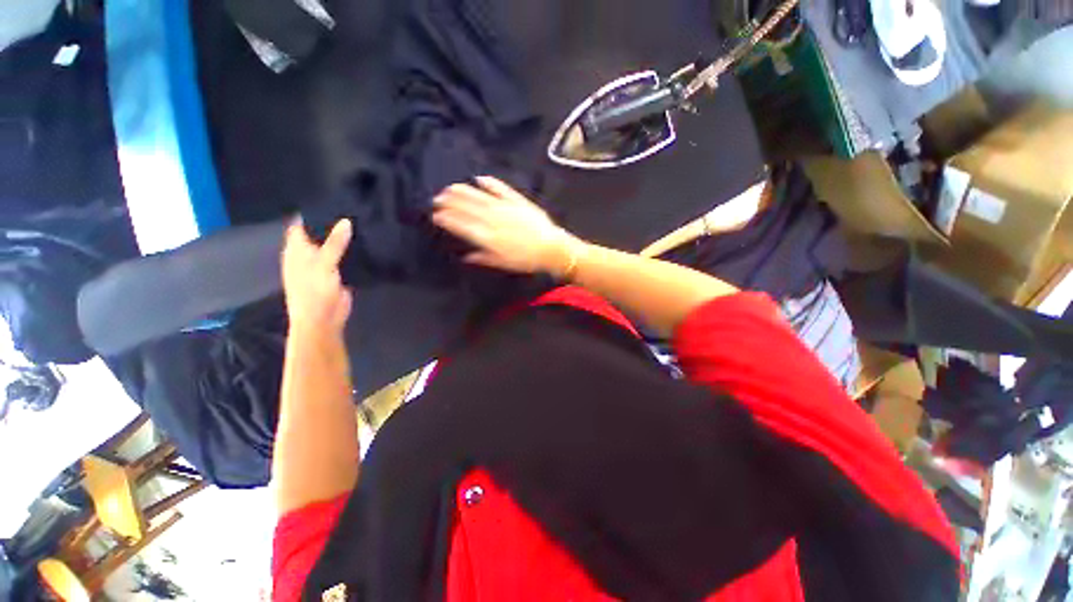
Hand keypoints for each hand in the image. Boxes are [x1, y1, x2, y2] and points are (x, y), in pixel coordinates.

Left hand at [281, 219, 353, 333]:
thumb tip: (346, 221)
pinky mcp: (336, 275)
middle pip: (319, 235)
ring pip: (333, 247)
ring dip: (343, 239)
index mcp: (297, 250)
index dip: (313, 214)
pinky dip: (351, 252)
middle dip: (332, 224)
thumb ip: (335, 243)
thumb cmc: (314, 292)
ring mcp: (322, 266)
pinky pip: (344, 259)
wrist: (323, 320)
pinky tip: (364, 244)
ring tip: (362, 223)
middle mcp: (307, 255)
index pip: (301, 225)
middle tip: (353, 210)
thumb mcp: (324, 264)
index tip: (332, 202)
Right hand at [431, 176, 583, 276]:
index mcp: (488, 237)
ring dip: (463, 191)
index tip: (436, 215)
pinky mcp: (517, 201)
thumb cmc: (526, 260)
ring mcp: (505, 208)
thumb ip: (483, 258)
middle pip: (467, 208)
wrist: (551, 249)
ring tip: (450, 187)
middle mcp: (493, 220)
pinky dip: (489, 183)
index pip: (462, 225)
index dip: (448, 219)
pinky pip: (500, 189)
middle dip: (450, 202)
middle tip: (437, 198)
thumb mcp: (503, 263)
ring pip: (480, 197)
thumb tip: (466, 256)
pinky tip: (479, 178)